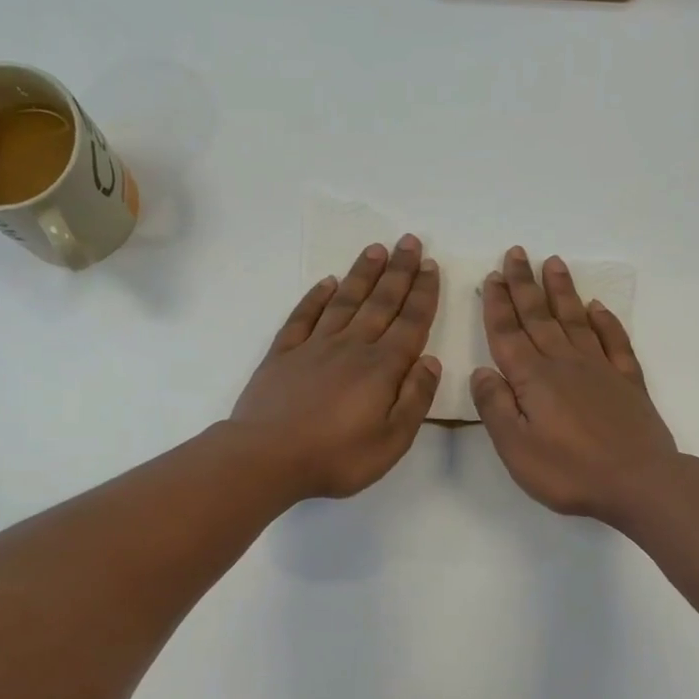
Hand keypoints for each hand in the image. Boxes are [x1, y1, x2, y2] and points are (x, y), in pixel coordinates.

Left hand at [230, 236, 441, 499]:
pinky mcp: (283, 354)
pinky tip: (326, 283)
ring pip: (344, 301)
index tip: (431, 266)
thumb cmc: (336, 457)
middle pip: (380, 302)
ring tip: (375, 249)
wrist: (267, 458)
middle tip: (410, 241)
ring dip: (362, 274)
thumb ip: (415, 398)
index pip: (410, 323)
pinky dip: (316, 297)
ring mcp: (314, 347)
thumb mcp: (392, 440)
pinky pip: (303, 317)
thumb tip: (431, 361)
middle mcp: (351, 347)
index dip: (423, 294)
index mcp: (382, 368)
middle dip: (398, 271)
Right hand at [471, 248, 677, 522]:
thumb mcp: (516, 449)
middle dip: (524, 284)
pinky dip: (605, 320)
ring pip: (575, 319)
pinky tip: (597, 307)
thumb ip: (495, 407)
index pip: (508, 334)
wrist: (639, 482)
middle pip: (539, 317)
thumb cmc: (569, 471)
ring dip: (561, 291)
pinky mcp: (627, 381)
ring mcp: (600, 368)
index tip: (492, 277)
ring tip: (553, 263)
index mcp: (533, 379)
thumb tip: (482, 372)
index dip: (497, 305)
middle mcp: (564, 363)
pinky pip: (614, 340)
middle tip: (516, 253)